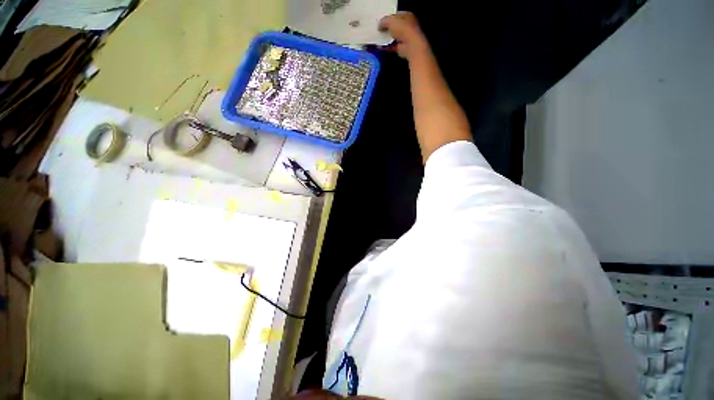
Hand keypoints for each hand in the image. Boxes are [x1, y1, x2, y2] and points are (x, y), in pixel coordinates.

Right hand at [378, 12, 429, 60]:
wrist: (409, 45)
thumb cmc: (402, 29)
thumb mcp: (390, 20)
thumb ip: (384, 21)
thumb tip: (379, 26)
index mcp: (407, 15)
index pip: (396, 15)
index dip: (388, 17)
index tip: (380, 21)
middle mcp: (407, 25)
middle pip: (395, 26)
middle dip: (387, 29)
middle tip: (378, 30)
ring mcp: (405, 37)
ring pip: (393, 37)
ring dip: (386, 39)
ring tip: (378, 39)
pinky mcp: (402, 48)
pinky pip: (392, 46)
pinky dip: (387, 47)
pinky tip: (380, 47)